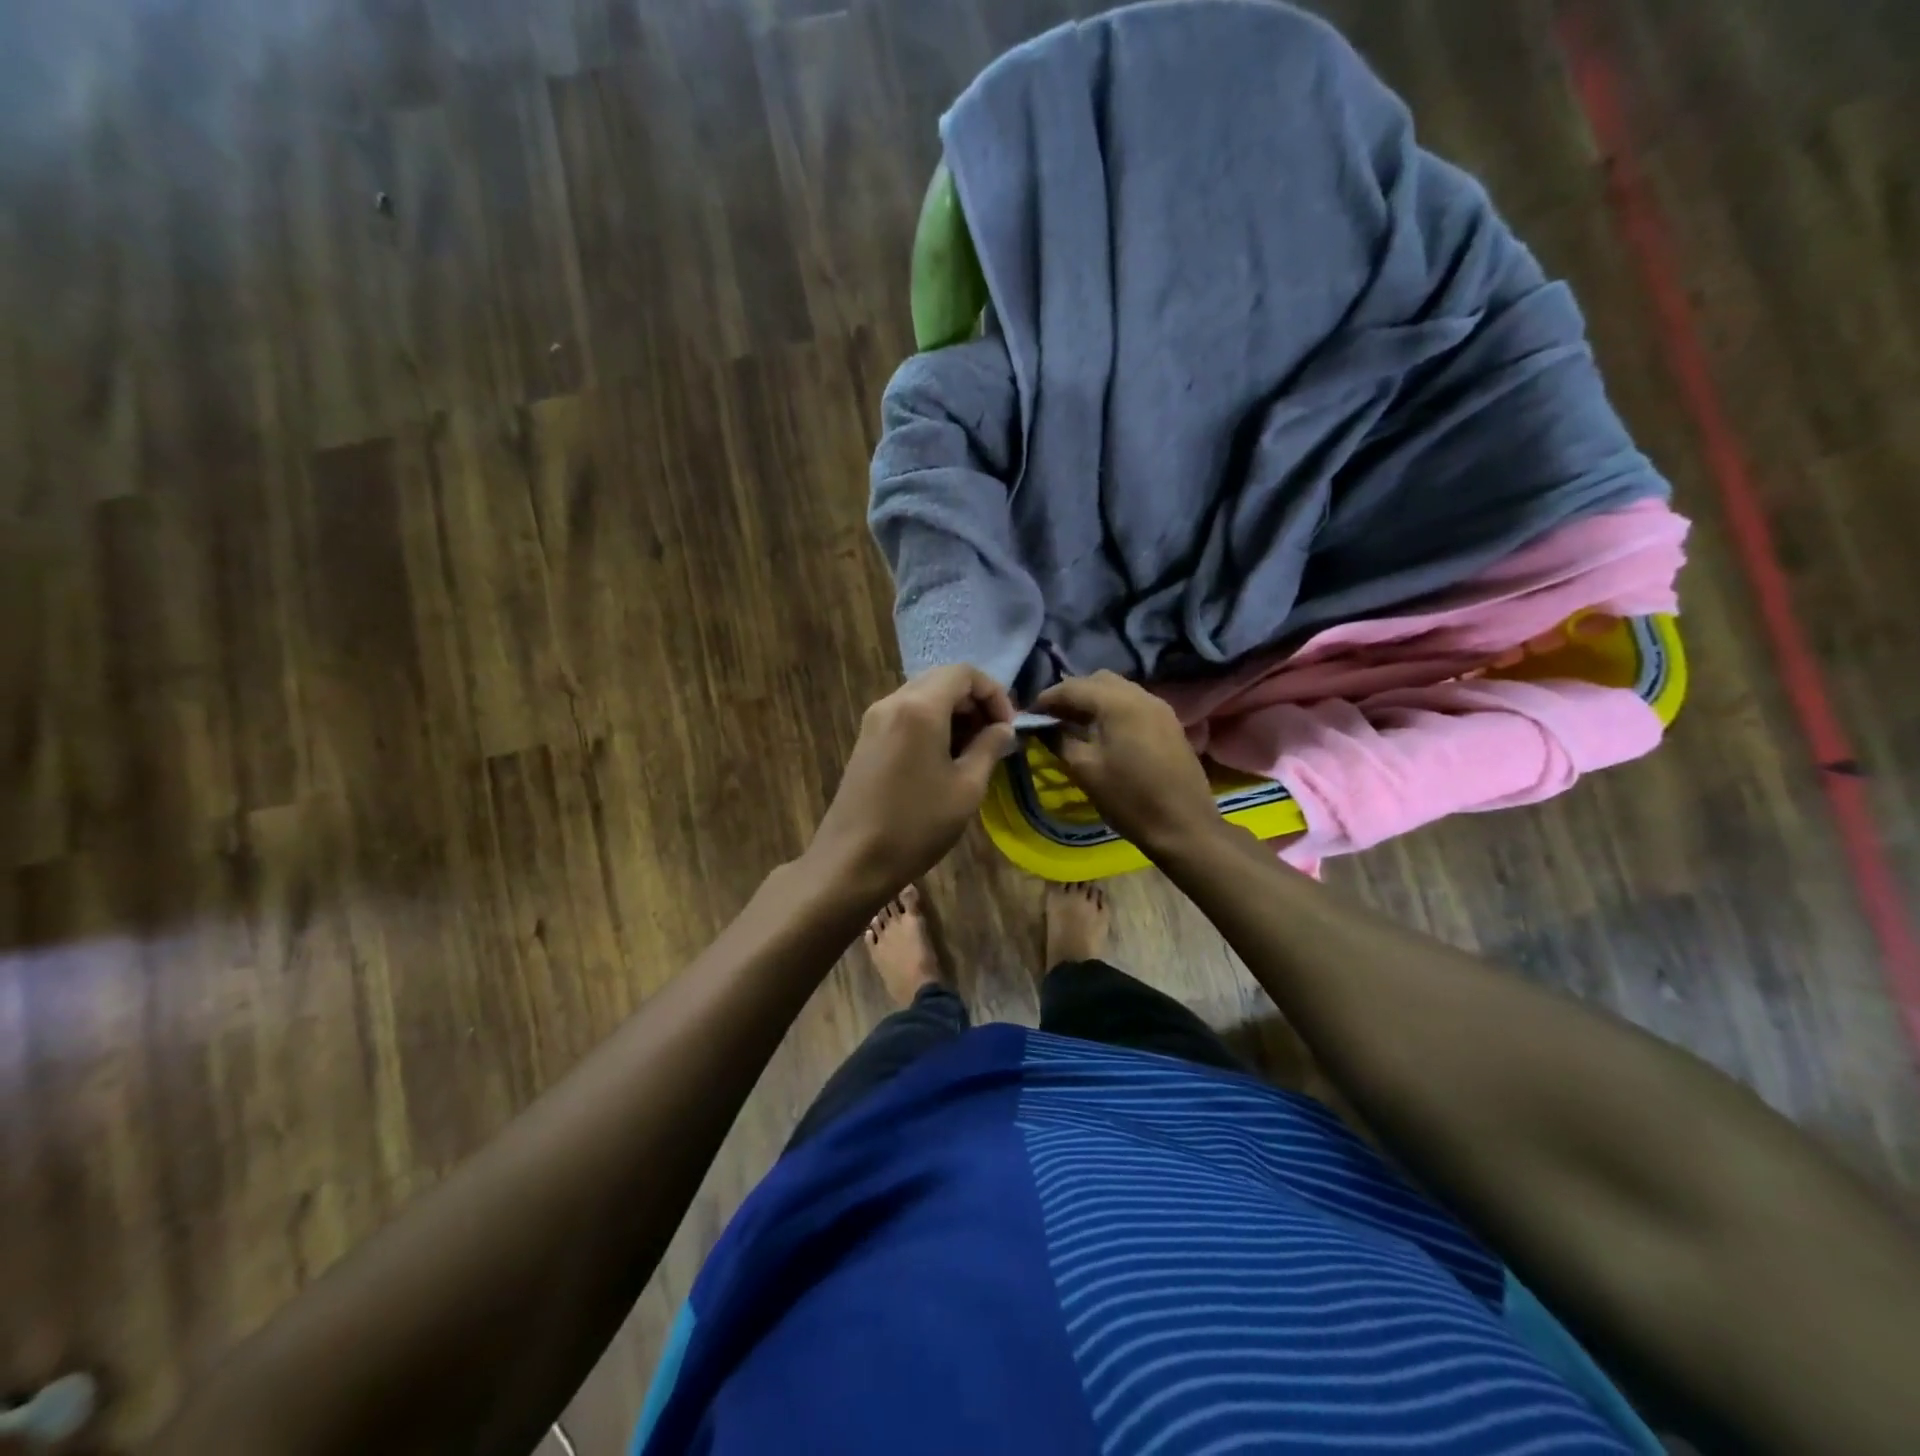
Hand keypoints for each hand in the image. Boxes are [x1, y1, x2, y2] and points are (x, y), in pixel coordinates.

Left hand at [806, 666, 1016, 899]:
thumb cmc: (916, 825)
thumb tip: (1003, 728)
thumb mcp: (967, 788)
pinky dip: (932, 725)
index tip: (1008, 728)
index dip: (994, 693)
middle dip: (974, 702)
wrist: (852, 860)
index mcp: (920, 707)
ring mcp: (874, 719)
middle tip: (994, 738)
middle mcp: (893, 702)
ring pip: (923, 697)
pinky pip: (906, 715)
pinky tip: (943, 760)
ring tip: (973, 752)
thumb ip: (989, 748)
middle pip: (942, 680)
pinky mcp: (866, 739)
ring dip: (954, 714)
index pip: (964, 672)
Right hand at [1033, 671, 1220, 855]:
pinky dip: (1112, 709)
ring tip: (1074, 725)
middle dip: (1071, 695)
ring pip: (1117, 689)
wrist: (1184, 825)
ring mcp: (1159, 707)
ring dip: (1092, 700)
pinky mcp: (1168, 722)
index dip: (1046, 699)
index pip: (1071, 687)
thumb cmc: (1129, 799)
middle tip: (1052, 718)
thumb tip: (1041, 727)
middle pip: (1096, 680)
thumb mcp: (1085, 769)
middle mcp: (1140, 695)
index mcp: (1117, 702)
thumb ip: (1059, 740)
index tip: (1028, 715)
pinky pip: (1133, 703)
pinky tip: (1102, 732)